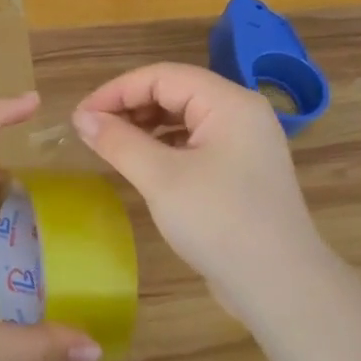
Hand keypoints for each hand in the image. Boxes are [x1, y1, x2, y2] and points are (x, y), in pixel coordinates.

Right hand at [72, 64, 325, 320]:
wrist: (279, 284)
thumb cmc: (219, 222)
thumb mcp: (161, 178)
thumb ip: (119, 142)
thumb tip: (82, 118)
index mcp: (229, 103)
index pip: (163, 76)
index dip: (117, 90)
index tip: (80, 117)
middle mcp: (241, 113)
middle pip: (176, 91)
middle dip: (130, 106)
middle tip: (92, 132)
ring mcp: (245, 143)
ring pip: (185, 118)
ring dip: (145, 126)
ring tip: (112, 147)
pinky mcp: (241, 171)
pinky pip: (195, 143)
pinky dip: (164, 146)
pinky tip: (143, 165)